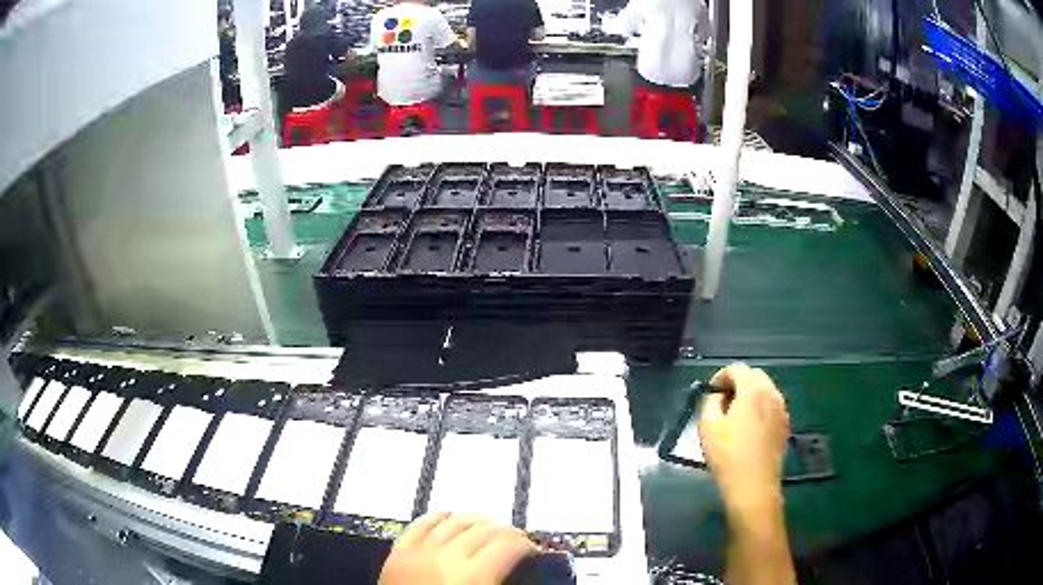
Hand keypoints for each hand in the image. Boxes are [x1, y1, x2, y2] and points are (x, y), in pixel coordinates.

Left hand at [379, 512, 536, 584]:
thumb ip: (498, 582)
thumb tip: (512, 566)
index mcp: (473, 576)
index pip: (507, 546)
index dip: (525, 545)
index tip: (533, 550)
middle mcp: (447, 555)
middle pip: (484, 531)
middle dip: (506, 532)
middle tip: (516, 539)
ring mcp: (420, 549)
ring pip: (454, 522)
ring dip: (476, 520)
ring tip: (489, 524)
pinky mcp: (399, 550)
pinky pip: (420, 524)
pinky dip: (437, 517)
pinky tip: (449, 516)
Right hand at [698, 364, 789, 511]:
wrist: (754, 486)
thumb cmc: (728, 456)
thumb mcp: (708, 426)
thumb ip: (710, 401)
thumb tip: (717, 395)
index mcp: (753, 390)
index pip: (737, 368)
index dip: (721, 375)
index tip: (710, 391)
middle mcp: (772, 393)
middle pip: (754, 375)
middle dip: (737, 382)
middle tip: (721, 400)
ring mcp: (782, 410)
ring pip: (765, 390)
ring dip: (749, 394)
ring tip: (734, 414)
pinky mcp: (785, 425)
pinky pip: (771, 405)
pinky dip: (759, 407)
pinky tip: (748, 427)